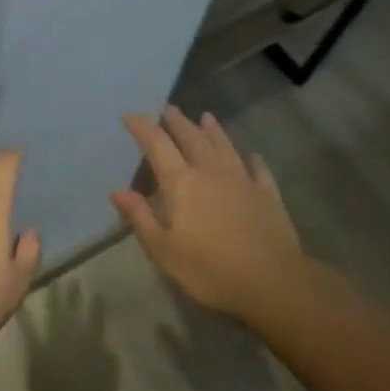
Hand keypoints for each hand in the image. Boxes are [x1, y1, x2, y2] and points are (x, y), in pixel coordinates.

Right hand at [112, 107, 307, 322]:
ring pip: (224, 146)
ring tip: (206, 116)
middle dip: (177, 121)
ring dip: (213, 130)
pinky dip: (253, 160)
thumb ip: (140, 217)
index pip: (157, 144)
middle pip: (191, 137)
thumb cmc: (210, 269)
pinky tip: (252, 155)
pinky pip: (258, 169)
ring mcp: (242, 179)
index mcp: (181, 182)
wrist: (273, 282)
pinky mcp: (267, 194)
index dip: (142, 127)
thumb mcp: (164, 250)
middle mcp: (210, 171)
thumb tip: (117, 191)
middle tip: (167, 108)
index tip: (130, 115)